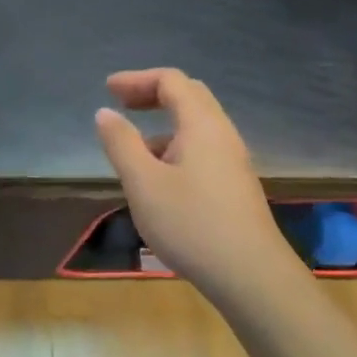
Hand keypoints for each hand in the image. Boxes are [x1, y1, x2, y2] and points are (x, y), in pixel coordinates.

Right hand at [95, 69, 294, 297]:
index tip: (107, 90)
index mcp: (201, 125)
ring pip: (196, 125)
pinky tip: (158, 178)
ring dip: (163, 123)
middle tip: (121, 105)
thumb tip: (105, 113)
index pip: (171, 81)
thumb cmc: (191, 224)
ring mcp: (233, 161)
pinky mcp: (234, 185)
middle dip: (152, 93)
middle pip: (189, 96)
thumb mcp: (143, 183)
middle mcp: (222, 134)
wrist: (250, 276)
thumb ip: (121, 143)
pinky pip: (202, 149)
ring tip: (132, 147)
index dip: (137, 80)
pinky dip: (174, 145)